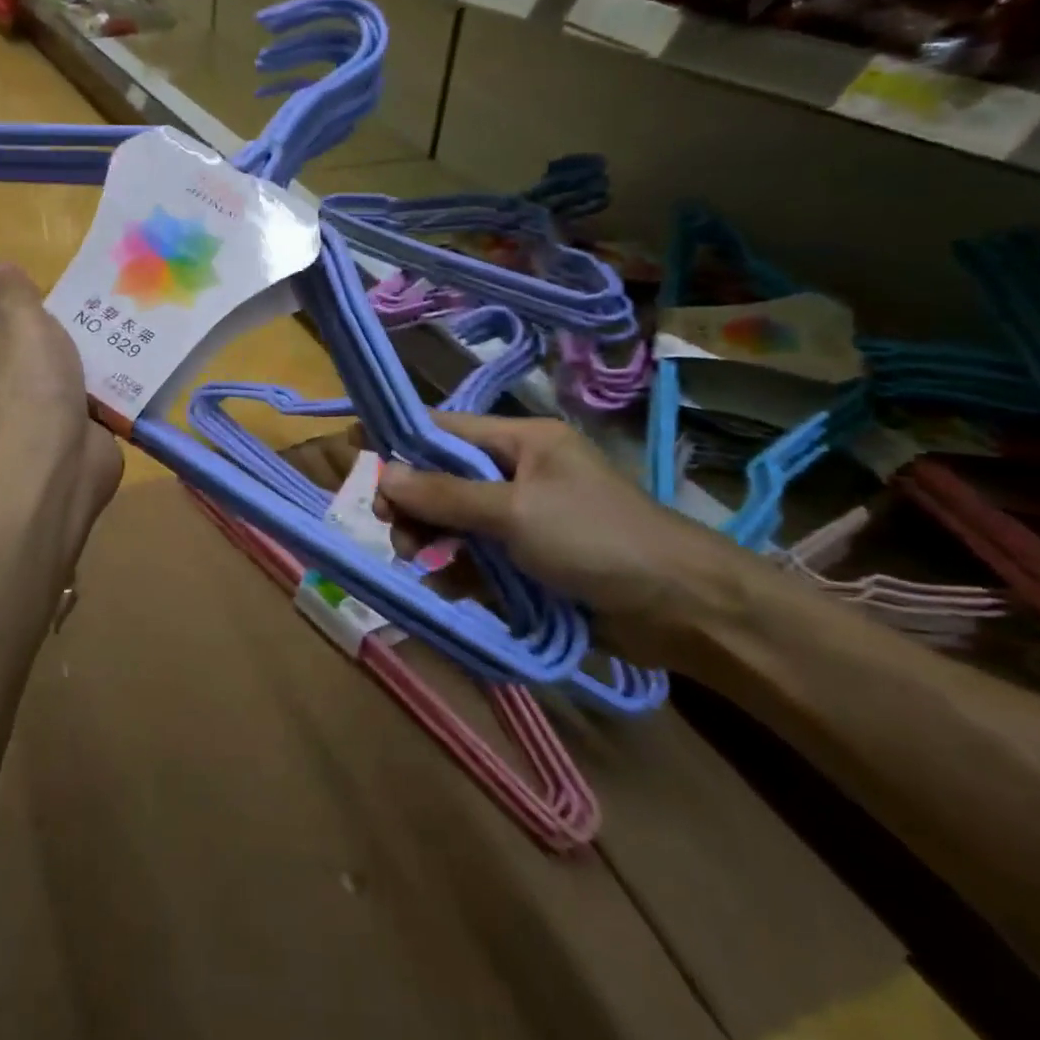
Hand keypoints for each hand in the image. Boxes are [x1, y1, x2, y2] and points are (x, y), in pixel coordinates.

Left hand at [0, 265, 122, 531]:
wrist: (56, 461)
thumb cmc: (29, 383)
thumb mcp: (21, 319)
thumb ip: (11, 291)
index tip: (10, 293)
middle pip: (6, 348)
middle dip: (36, 330)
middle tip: (72, 310)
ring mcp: (24, 413)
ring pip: (46, 375)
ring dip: (72, 360)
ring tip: (107, 334)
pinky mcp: (59, 433)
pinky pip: (77, 402)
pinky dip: (95, 391)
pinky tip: (124, 371)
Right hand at [373, 414, 745, 665]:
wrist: (681, 609)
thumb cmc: (597, 540)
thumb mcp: (514, 512)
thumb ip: (446, 495)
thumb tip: (384, 475)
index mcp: (521, 441)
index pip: (445, 430)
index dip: (402, 442)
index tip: (358, 458)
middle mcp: (517, 473)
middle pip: (443, 479)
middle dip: (416, 504)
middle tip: (396, 532)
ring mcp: (522, 518)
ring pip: (454, 521)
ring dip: (432, 541)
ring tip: (423, 564)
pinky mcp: (528, 561)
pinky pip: (476, 558)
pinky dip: (458, 570)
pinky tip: (449, 586)